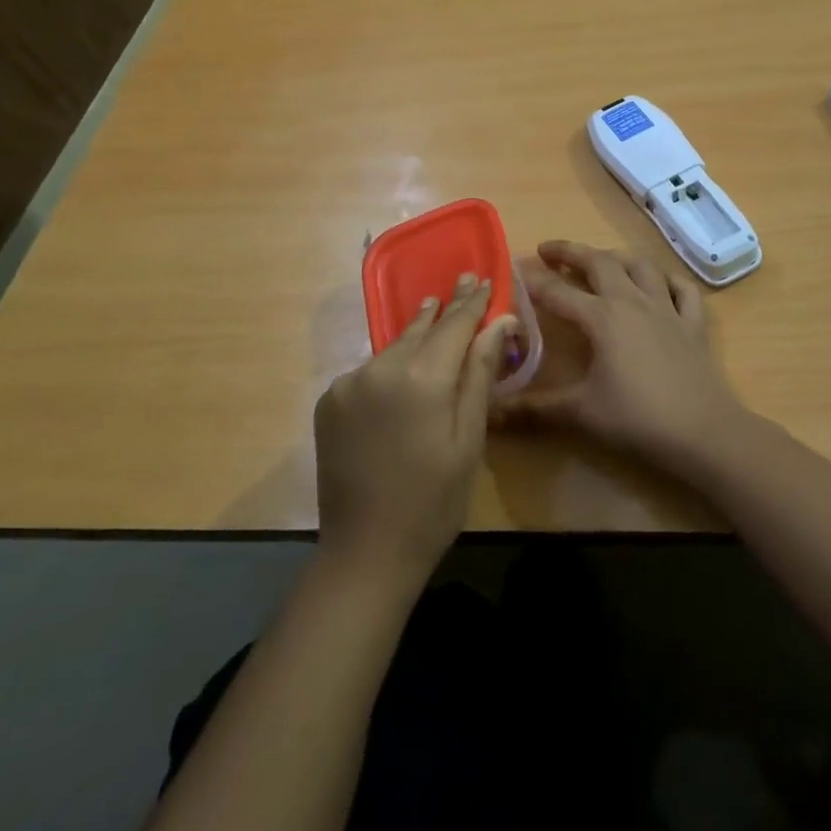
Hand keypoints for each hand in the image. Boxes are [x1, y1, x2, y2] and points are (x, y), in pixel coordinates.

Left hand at [315, 275, 515, 587]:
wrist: (365, 553)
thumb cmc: (434, 500)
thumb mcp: (469, 438)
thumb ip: (480, 374)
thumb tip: (500, 321)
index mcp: (421, 377)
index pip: (454, 325)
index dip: (471, 302)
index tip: (482, 277)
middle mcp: (381, 368)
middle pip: (421, 330)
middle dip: (445, 309)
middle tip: (462, 281)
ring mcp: (349, 383)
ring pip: (394, 348)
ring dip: (416, 333)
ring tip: (432, 309)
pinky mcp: (330, 400)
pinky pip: (369, 371)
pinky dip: (389, 364)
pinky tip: (401, 368)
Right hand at [496, 240, 748, 474]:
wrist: (703, 431)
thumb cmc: (638, 418)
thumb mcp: (581, 413)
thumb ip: (535, 409)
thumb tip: (491, 413)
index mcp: (602, 317)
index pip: (558, 292)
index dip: (533, 281)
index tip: (513, 271)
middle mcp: (632, 301)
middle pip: (599, 263)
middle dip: (571, 251)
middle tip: (548, 250)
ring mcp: (666, 308)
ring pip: (640, 266)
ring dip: (616, 257)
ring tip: (601, 260)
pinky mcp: (693, 323)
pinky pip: (682, 289)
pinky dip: (668, 280)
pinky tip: (659, 284)